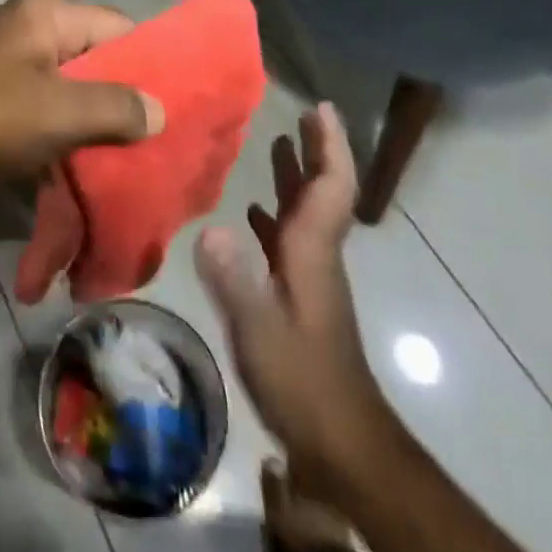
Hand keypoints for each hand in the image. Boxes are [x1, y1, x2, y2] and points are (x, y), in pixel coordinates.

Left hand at [0, 0, 164, 220]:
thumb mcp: (59, 110)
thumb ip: (118, 107)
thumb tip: (161, 110)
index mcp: (48, 15)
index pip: (120, 29)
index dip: (153, 65)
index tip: (185, 108)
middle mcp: (32, 34)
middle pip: (98, 65)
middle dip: (129, 107)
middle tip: (166, 148)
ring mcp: (12, 71)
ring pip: (74, 99)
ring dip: (99, 134)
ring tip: (138, 171)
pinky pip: (48, 121)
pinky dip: (69, 147)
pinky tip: (94, 181)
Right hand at [193, 102, 383, 471]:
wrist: (340, 443)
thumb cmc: (303, 381)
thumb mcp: (261, 331)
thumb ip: (235, 280)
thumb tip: (211, 226)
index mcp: (312, 251)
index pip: (331, 187)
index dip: (330, 146)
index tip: (321, 108)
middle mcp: (315, 254)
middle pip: (322, 191)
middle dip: (315, 149)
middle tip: (300, 113)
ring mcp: (308, 276)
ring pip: (305, 213)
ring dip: (296, 176)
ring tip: (277, 143)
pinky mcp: (298, 295)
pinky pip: (288, 239)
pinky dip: (274, 214)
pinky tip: (251, 212)